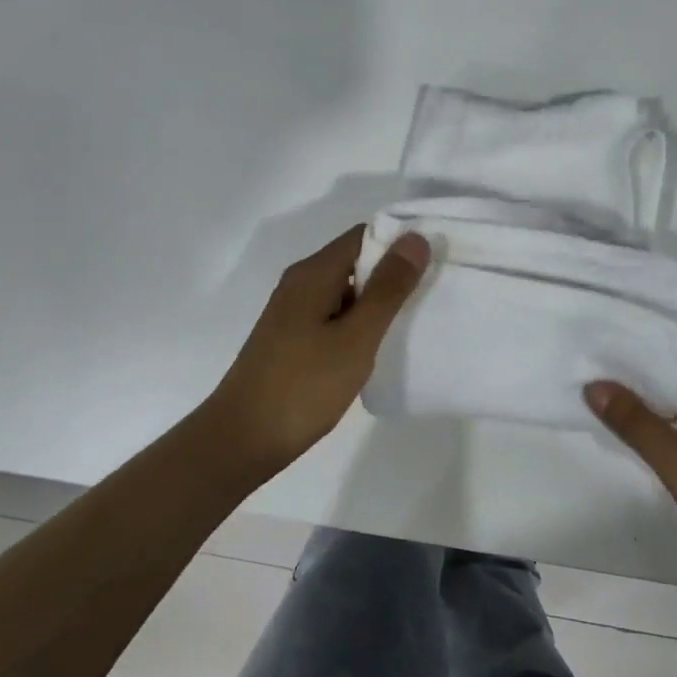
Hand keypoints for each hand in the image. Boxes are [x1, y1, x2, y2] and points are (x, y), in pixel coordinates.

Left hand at [202, 226, 428, 482]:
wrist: (241, 441)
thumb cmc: (303, 386)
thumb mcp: (356, 337)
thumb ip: (388, 288)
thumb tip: (415, 238)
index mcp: (313, 274)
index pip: (364, 236)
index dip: (400, 244)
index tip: (435, 263)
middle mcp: (300, 284)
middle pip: (355, 261)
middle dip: (393, 274)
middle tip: (433, 295)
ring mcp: (293, 313)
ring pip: (346, 292)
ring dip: (377, 302)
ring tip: (414, 322)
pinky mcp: (292, 340)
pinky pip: (334, 316)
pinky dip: (359, 324)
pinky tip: (378, 348)